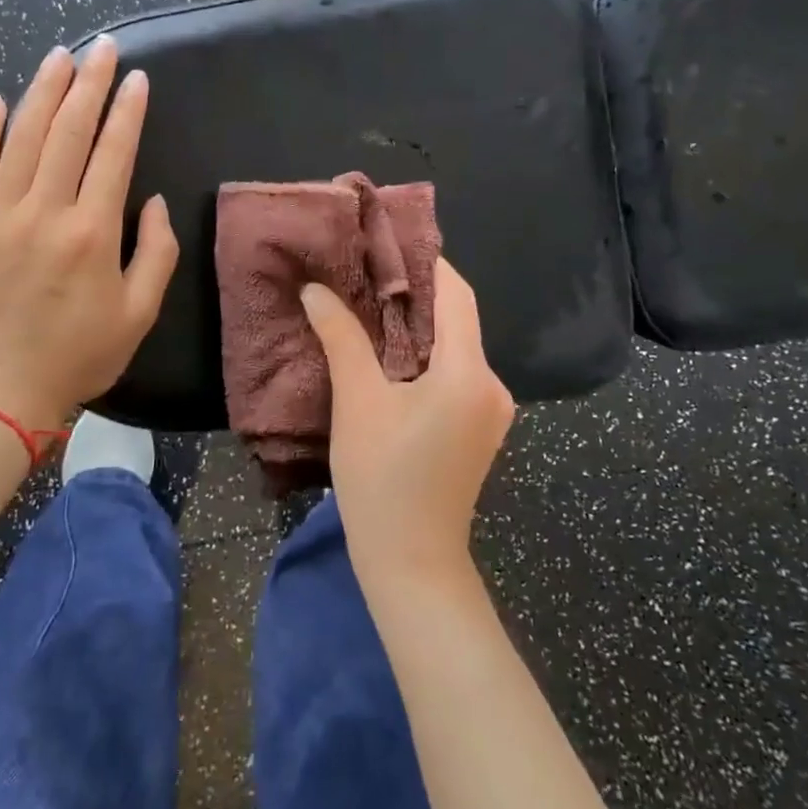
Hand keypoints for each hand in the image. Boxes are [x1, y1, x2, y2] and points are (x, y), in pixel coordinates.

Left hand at [0, 37, 177, 437]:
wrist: (1, 390)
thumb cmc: (80, 353)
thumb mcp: (141, 311)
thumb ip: (157, 250)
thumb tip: (151, 199)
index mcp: (92, 232)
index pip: (114, 153)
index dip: (127, 111)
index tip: (136, 78)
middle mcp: (44, 213)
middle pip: (69, 132)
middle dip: (89, 83)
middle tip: (102, 48)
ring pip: (21, 139)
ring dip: (42, 92)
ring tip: (59, 56)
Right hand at [301, 259, 514, 585]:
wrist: (412, 566)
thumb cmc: (383, 481)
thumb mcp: (357, 403)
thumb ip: (341, 338)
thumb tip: (315, 289)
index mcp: (469, 373)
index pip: (455, 294)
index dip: (424, 262)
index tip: (386, 242)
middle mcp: (491, 385)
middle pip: (456, 318)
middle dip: (413, 292)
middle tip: (366, 270)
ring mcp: (490, 410)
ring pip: (454, 346)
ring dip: (415, 324)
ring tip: (368, 304)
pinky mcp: (478, 428)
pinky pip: (454, 372)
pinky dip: (423, 354)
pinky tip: (387, 352)